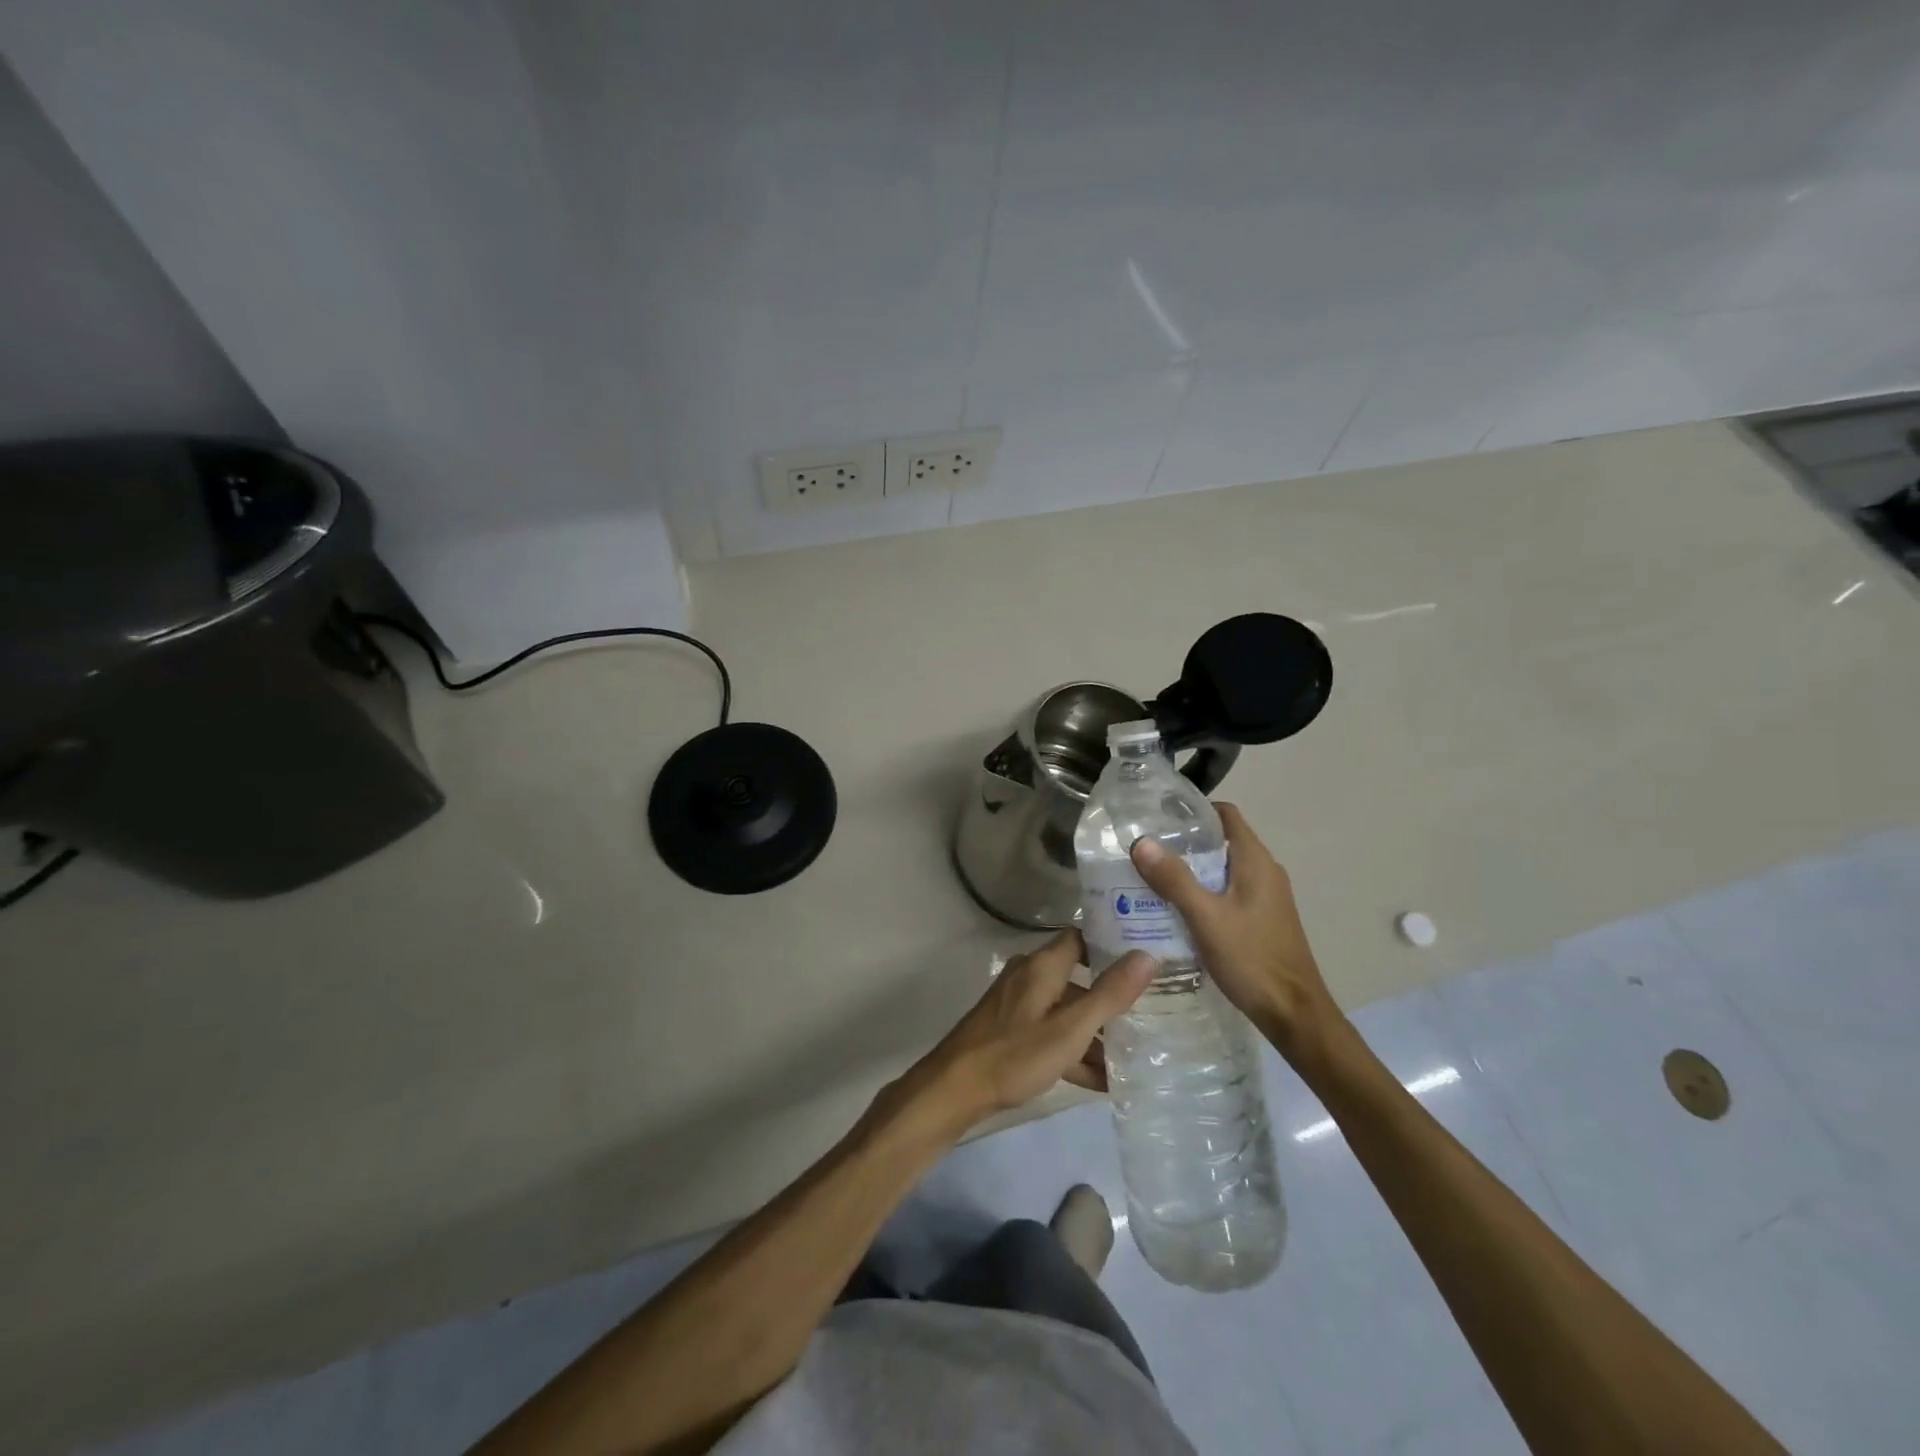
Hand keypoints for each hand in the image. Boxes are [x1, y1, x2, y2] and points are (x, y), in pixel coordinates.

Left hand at [891, 930, 1155, 1140]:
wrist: (954, 1090)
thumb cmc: (1014, 1054)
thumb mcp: (1070, 1028)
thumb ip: (1109, 994)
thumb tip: (1147, 955)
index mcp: (1042, 966)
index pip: (1082, 937)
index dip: (1112, 943)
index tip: (1146, 956)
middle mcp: (1030, 977)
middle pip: (1078, 978)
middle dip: (1110, 998)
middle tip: (1150, 1011)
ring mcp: (1018, 1005)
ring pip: (1066, 1011)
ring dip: (1095, 1033)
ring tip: (1133, 1058)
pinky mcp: (1011, 1032)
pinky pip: (1051, 1034)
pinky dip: (1073, 1051)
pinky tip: (1101, 1082)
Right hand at [1130, 803, 1342, 1059]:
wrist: (1294, 1014)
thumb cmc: (1252, 959)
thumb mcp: (1206, 918)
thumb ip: (1175, 879)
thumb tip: (1141, 842)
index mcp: (1256, 861)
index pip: (1226, 814)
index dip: (1194, 809)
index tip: (1158, 816)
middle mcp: (1264, 871)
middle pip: (1221, 841)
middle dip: (1184, 842)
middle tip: (1145, 849)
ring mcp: (1266, 897)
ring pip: (1223, 869)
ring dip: (1191, 870)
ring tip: (1151, 877)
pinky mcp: (1261, 919)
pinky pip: (1227, 892)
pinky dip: (1202, 892)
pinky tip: (1175, 910)